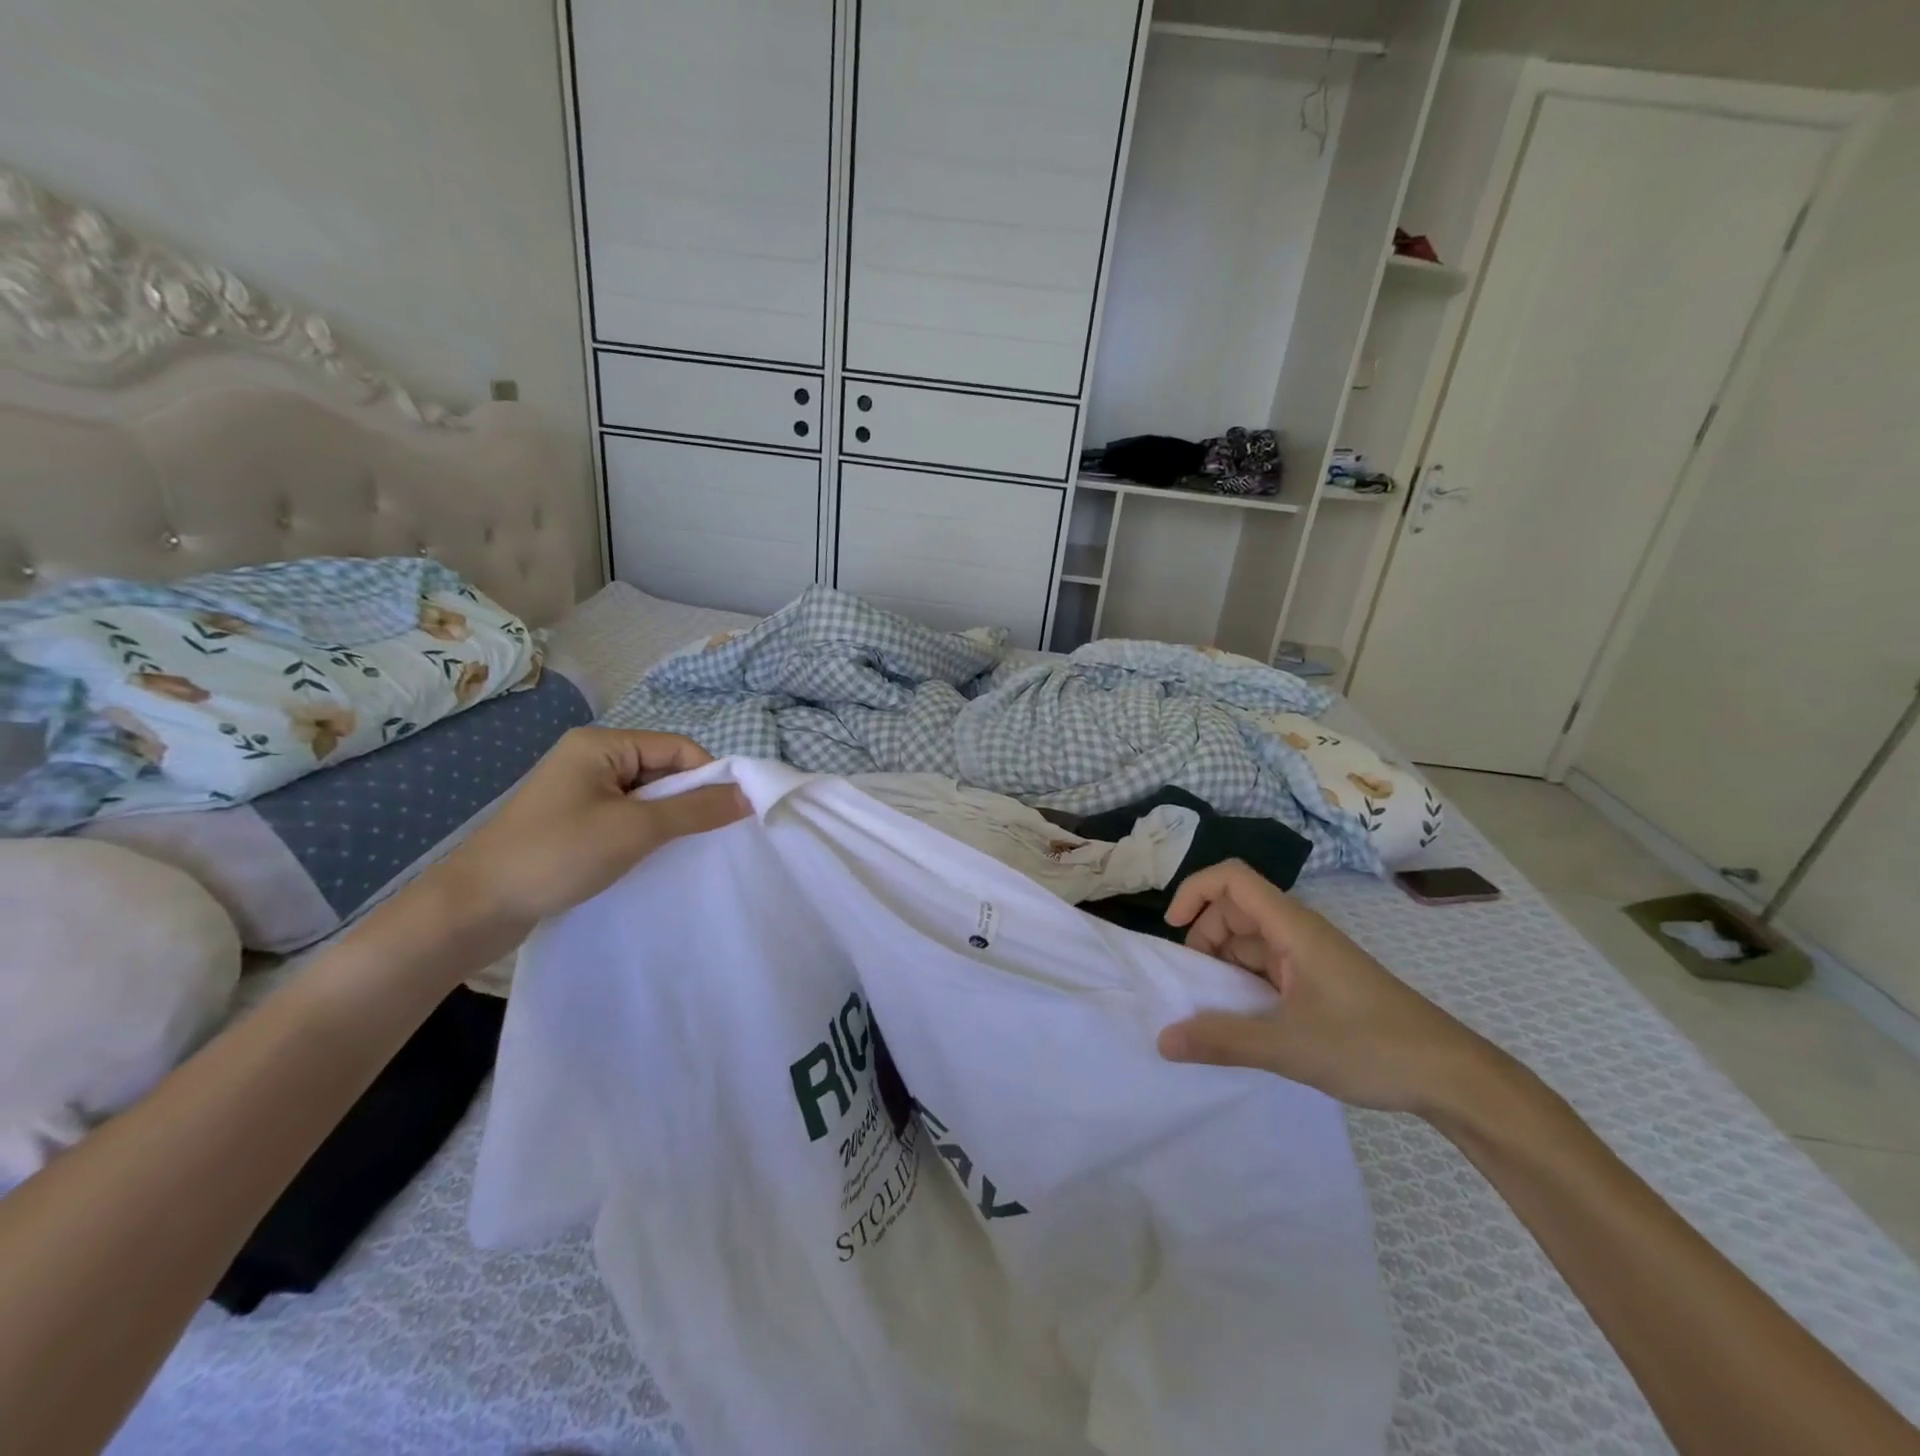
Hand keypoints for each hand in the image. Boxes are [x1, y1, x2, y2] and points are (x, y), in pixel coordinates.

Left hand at [424, 728, 746, 937]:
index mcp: (601, 744)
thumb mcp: (636, 829)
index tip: (733, 814)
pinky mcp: (572, 821)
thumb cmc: (558, 855)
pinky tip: (653, 857)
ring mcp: (579, 790)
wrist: (475, 908)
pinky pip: (625, 816)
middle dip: (689, 800)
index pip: (678, 748)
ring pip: (646, 797)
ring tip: (682, 850)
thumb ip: (695, 810)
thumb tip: (748, 795)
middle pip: (663, 770)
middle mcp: (591, 758)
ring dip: (668, 820)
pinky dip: (645, 833)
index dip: (710, 777)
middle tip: (710, 836)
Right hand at [1157, 860, 1505, 1115]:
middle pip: (1235, 910)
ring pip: (1250, 942)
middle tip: (1192, 985)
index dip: (1194, 891)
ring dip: (1223, 966)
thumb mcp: (1288, 1047)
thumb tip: (1162, 1040)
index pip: (1232, 879)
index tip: (1173, 930)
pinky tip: (1241, 1022)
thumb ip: (1222, 1040)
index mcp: (1292, 927)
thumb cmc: (1371, 1046)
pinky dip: (1245, 986)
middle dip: (1203, 937)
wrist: (1452, 1077)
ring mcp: (1310, 958)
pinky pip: (1268, 969)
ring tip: (1210, 1009)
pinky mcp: (1319, 983)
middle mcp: (1298, 932)